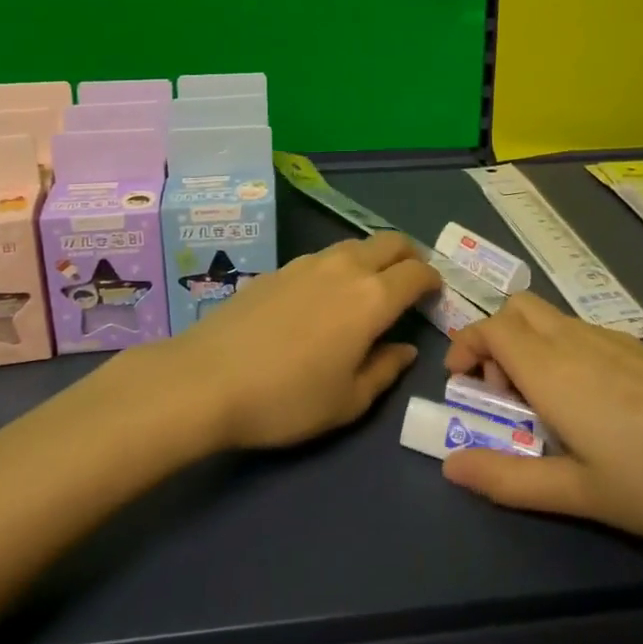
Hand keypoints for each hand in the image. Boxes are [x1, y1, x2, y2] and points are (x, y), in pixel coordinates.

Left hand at [164, 231, 440, 449]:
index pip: (417, 273)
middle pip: (390, 242)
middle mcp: (346, 267)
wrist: (207, 377)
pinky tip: (325, 296)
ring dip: (373, 258)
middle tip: (410, 283)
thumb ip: (385, 370)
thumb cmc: (287, 398)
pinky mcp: (280, 267)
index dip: (433, 281)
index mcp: (372, 298)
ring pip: (356, 245)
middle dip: (409, 257)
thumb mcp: (347, 401)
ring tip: (369, 288)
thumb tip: (405, 349)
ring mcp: (309, 262)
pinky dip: (341, 266)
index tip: (435, 296)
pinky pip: (325, 256)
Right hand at [440, 293, 642, 549]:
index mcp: (553, 368)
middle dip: (495, 340)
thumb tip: (450, 466)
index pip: (491, 327)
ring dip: (529, 347)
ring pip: (552, 319)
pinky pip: (583, 333)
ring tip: (548, 410)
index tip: (462, 385)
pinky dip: (563, 352)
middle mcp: (577, 341)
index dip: (465, 346)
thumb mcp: (582, 494)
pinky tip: (596, 408)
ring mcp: (615, 341)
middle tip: (504, 395)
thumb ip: (510, 478)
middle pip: (519, 309)